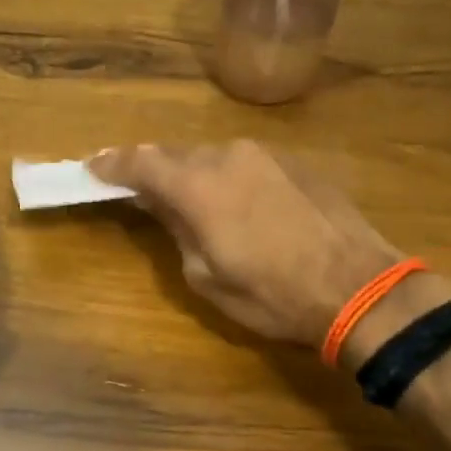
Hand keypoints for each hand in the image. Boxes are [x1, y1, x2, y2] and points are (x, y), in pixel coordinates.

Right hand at [90, 141, 445, 358]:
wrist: (359, 288)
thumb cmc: (273, 295)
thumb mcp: (207, 277)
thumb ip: (177, 231)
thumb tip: (162, 206)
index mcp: (198, 185)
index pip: (140, 163)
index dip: (111, 165)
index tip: (91, 168)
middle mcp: (228, 156)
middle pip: (176, 155)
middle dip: (154, 171)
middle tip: (139, 191)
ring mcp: (266, 155)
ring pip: (213, 157)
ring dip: (194, 175)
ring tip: (192, 203)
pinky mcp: (296, 163)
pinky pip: (246, 164)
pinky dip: (229, 178)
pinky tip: (237, 205)